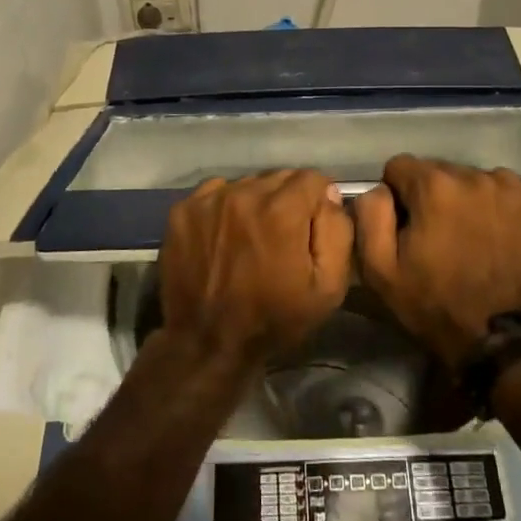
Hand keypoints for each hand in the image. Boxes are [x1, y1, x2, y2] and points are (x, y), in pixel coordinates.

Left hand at [158, 169, 353, 367]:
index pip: (313, 178)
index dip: (319, 201)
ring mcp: (209, 199)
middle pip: (280, 178)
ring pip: (248, 184)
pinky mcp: (184, 210)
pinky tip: (226, 235)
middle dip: (289, 200)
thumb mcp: (328, 286)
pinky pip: (217, 192)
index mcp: (282, 209)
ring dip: (257, 202)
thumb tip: (329, 196)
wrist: (208, 343)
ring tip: (253, 237)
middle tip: (284, 236)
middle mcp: (244, 193)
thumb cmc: (274, 318)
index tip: (313, 226)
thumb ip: (337, 231)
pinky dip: (226, 207)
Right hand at [353, 155, 520, 369]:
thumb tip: (379, 189)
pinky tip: (491, 235)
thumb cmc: (432, 303)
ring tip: (465, 236)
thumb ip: (370, 215)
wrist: (499, 338)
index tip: (404, 226)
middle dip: (430, 195)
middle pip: (437, 170)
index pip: (399, 166)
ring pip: (470, 179)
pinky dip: (493, 206)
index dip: (396, 196)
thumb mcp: (379, 268)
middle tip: (434, 234)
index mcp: (433, 186)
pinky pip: (501, 191)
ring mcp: (508, 190)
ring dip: (462, 199)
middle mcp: (473, 176)